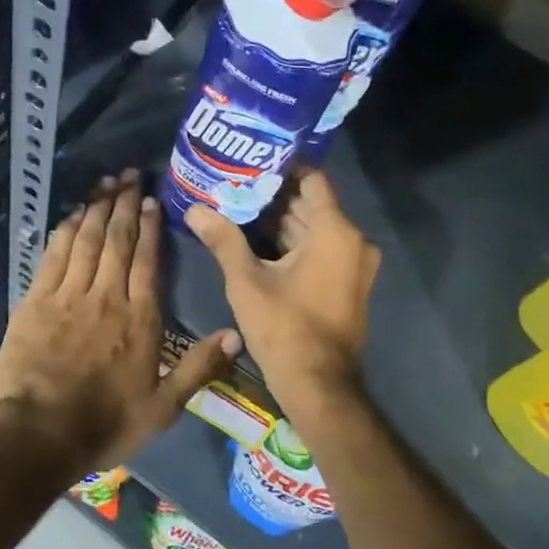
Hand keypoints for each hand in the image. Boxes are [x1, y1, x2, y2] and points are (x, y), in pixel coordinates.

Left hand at [0, 170, 240, 471]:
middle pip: (117, 240)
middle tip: (130, 175)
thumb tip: (237, 335)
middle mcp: (106, 296)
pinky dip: (66, 230)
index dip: (150, 227)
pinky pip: (55, 255)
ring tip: (106, 182)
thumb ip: (199, 368)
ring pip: (87, 240)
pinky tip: (73, 214)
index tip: (152, 200)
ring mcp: (69, 295)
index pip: (147, 261)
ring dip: (97, 207)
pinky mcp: (36, 300)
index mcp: (139, 319)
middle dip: (125, 204)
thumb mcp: (163, 408)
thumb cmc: (104, 423)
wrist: (36, 434)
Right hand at [185, 169, 379, 424]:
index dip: (282, 168)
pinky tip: (256, 240)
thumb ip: (223, 239)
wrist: (320, 386)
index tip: (251, 162)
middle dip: (274, 195)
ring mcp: (354, 264)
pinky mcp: (349, 283)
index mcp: (335, 231)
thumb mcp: (246, 281)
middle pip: (311, 204)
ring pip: (315, 228)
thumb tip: (194, 210)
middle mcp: (353, 241)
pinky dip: (294, 243)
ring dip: (281, 221)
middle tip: (235, 184)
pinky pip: (321, 249)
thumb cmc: (285, 328)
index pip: (313, 179)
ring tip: (238, 207)